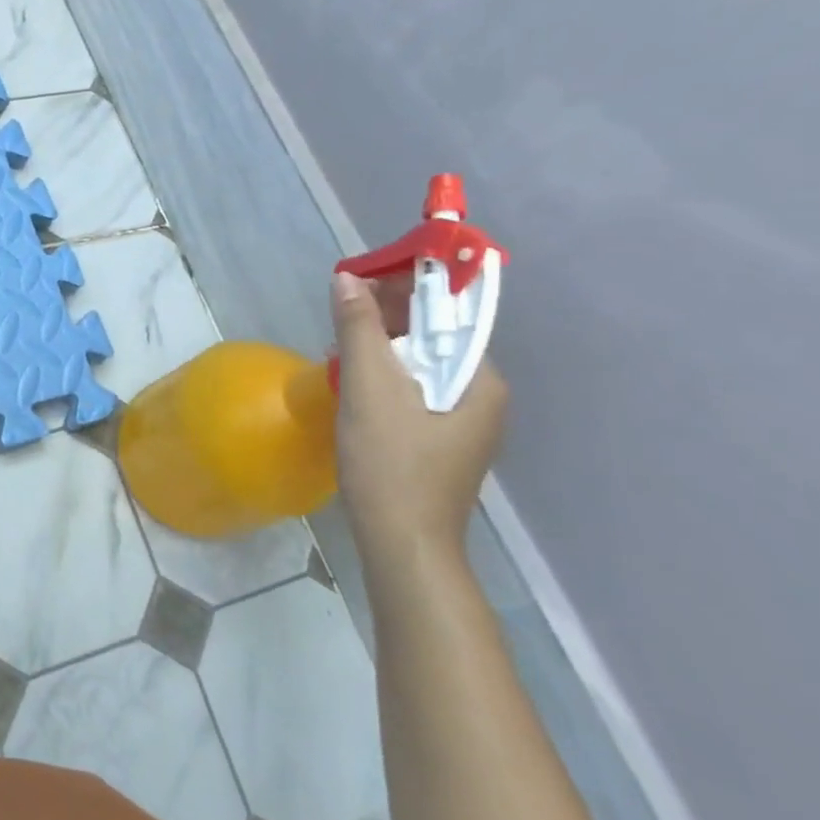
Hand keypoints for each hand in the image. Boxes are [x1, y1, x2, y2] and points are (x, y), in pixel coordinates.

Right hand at [331, 269, 506, 565]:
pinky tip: (351, 382)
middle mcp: (480, 396)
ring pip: (418, 366)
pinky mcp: (439, 442)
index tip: (362, 276)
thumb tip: (347, 278)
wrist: (403, 543)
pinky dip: (382, 377)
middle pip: (432, 338)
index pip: (448, 314)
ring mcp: (461, 423)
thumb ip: (359, 329)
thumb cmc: (391, 462)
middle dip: (387, 317)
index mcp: (479, 380)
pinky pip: (411, 391)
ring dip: (379, 347)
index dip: (406, 287)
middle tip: (341, 309)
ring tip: (338, 343)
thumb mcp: (369, 388)